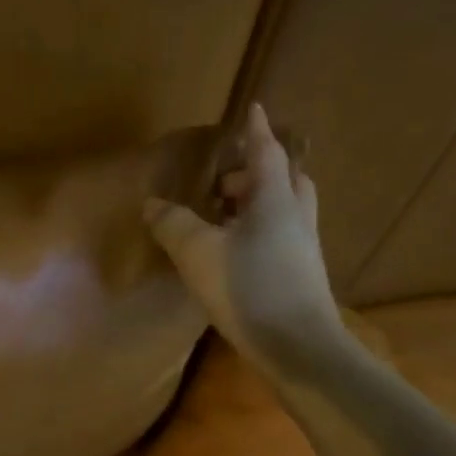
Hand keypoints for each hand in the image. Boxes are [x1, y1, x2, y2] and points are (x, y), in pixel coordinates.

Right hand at [143, 104, 341, 375]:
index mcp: (274, 198)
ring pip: (285, 209)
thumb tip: (152, 204)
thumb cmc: (248, 289)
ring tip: (226, 219)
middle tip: (225, 184)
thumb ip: (173, 225)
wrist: (299, 347)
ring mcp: (304, 247)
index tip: (255, 108)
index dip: (256, 130)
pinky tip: (237, 255)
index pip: (266, 151)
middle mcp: (296, 215)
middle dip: (256, 172)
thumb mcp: (198, 253)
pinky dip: (260, 231)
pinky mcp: (302, 275)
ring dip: (258, 204)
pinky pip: (281, 236)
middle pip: (283, 179)